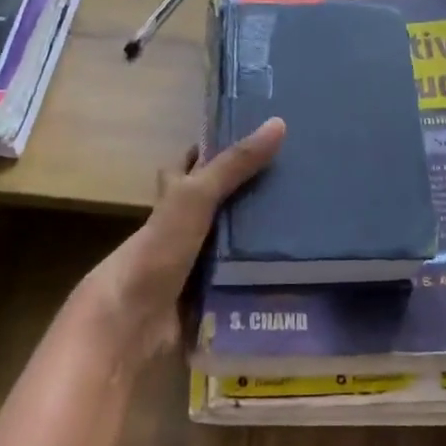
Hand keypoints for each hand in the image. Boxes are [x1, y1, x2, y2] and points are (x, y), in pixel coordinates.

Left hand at [77, 118, 286, 382]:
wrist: (133, 322)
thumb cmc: (159, 250)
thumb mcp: (196, 197)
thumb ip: (234, 165)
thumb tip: (279, 123)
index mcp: (175, 199)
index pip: (195, 166)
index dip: (218, 152)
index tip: (258, 141)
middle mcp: (185, 229)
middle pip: (222, 207)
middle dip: (255, 199)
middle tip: (302, 188)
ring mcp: (198, 266)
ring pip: (237, 247)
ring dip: (265, 243)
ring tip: (312, 229)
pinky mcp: (212, 299)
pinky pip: (245, 284)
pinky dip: (266, 280)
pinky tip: (299, 275)